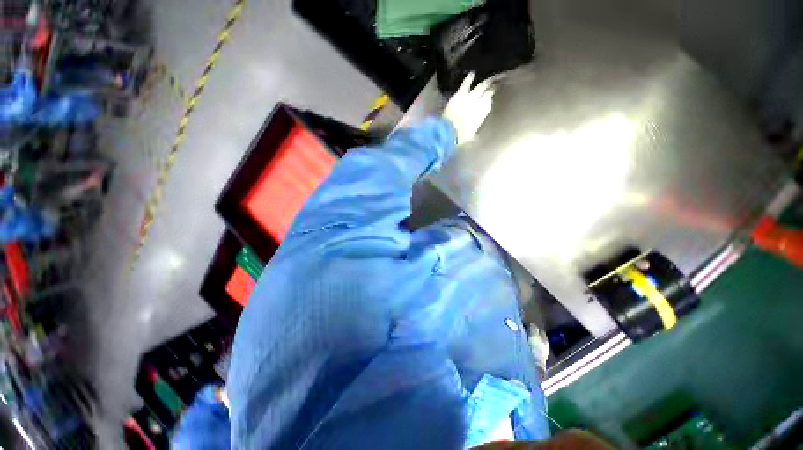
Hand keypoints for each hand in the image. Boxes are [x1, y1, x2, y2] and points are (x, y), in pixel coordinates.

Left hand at [442, 73, 494, 145]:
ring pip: (480, 87)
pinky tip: (472, 73)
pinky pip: (466, 84)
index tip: (489, 100)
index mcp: (482, 115)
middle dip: (490, 89)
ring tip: (488, 79)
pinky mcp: (460, 94)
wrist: (449, 131)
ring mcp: (470, 97)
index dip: (488, 102)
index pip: (488, 105)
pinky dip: (469, 78)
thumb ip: (474, 135)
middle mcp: (479, 104)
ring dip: (485, 83)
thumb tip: (476, 138)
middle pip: (487, 93)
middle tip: (493, 86)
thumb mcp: (470, 137)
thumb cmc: (460, 137)